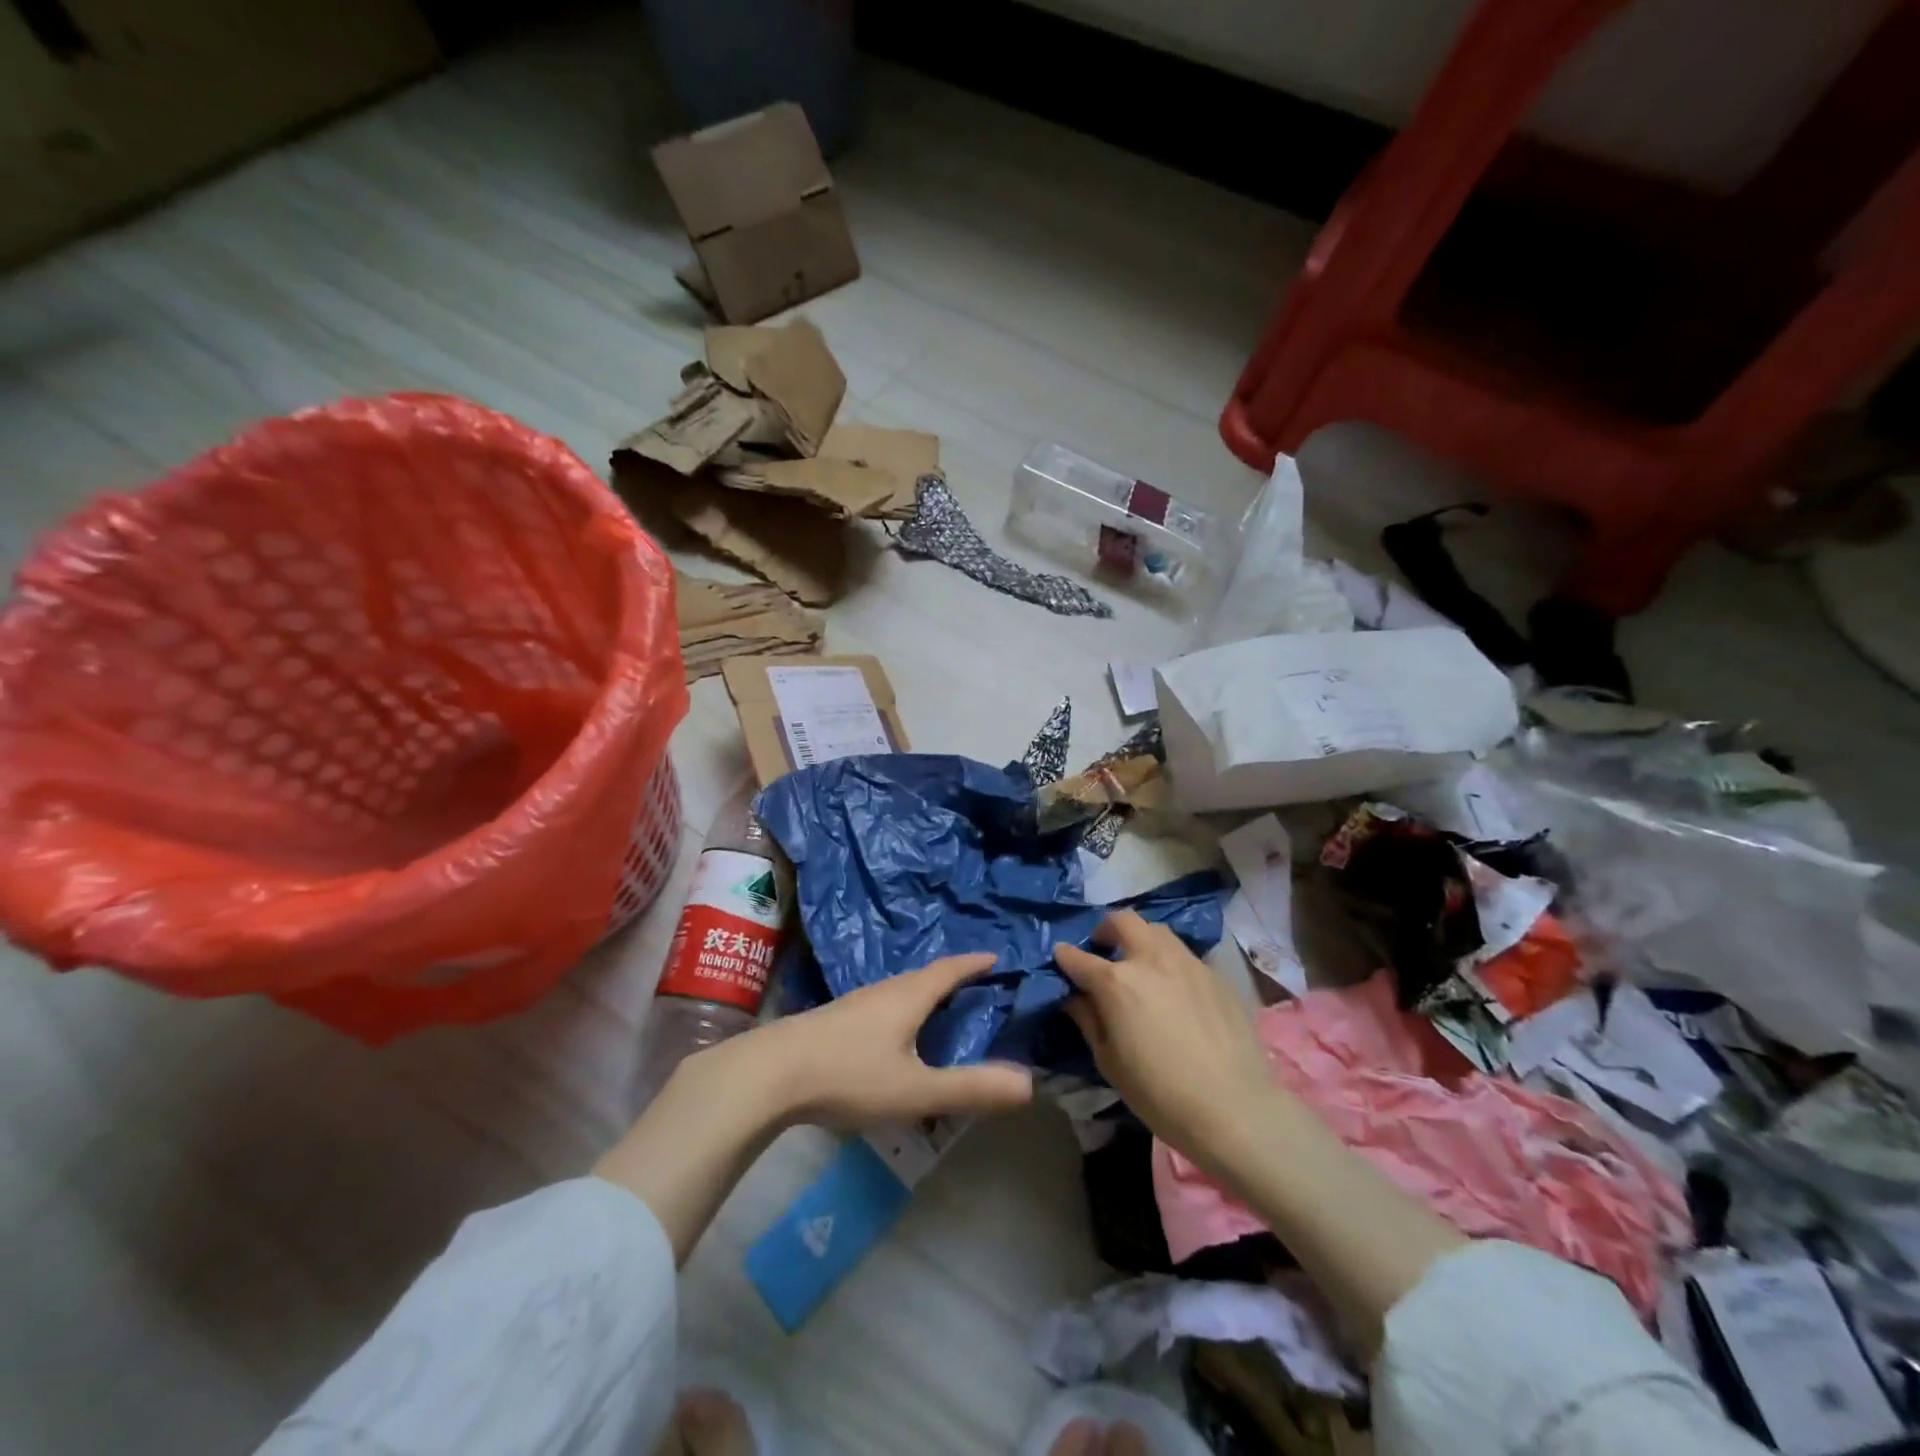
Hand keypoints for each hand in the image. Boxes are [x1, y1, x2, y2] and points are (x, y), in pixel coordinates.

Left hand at [598, 953, 1031, 1263]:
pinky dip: (901, 1010)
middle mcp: (883, 990)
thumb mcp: (916, 1090)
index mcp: (909, 996)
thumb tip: (1029, 1083)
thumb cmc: (849, 1075)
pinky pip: (881, 1006)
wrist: (769, 1074)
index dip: (975, 964)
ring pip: (899, 991)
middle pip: (925, 977)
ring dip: (924, 994)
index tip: (997, 957)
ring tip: (940, 1009)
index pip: (950, 969)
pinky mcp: (833, 1021)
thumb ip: (970, 1088)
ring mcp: (855, 1003)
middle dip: (952, 978)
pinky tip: (893, 1034)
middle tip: (976, 986)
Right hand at [1055, 911, 1277, 1176]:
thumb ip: (1089, 1020)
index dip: (1064, 956)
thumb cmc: (1160, 1094)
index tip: (1061, 958)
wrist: (1235, 1108)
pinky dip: (1170, 962)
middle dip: (1105, 930)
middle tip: (1104, 951)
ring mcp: (1187, 962)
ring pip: (1157, 931)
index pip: (1078, 957)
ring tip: (1140, 965)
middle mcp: (1150, 959)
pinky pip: (1185, 955)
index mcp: (1116, 982)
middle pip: (1122, 921)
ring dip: (1140, 939)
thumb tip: (1075, 997)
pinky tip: (1175, 990)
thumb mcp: (1110, 1063)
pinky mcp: (1215, 974)